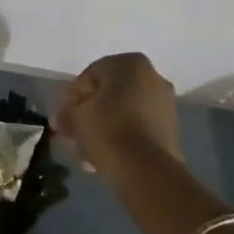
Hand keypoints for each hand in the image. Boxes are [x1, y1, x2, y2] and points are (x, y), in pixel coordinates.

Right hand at [55, 52, 181, 169]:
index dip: (71, 98)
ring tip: (86, 152)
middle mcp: (153, 77)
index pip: (90, 75)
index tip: (61, 119)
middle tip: (73, 134)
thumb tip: (62, 118)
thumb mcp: (75, 117)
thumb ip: (66, 113)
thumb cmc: (107, 129)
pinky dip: (121, 139)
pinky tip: (104, 158)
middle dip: (89, 114)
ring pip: (124, 113)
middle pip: (109, 94)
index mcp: (130, 63)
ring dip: (103, 128)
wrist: (146, 170)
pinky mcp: (172, 131)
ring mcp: (166, 105)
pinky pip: (138, 129)